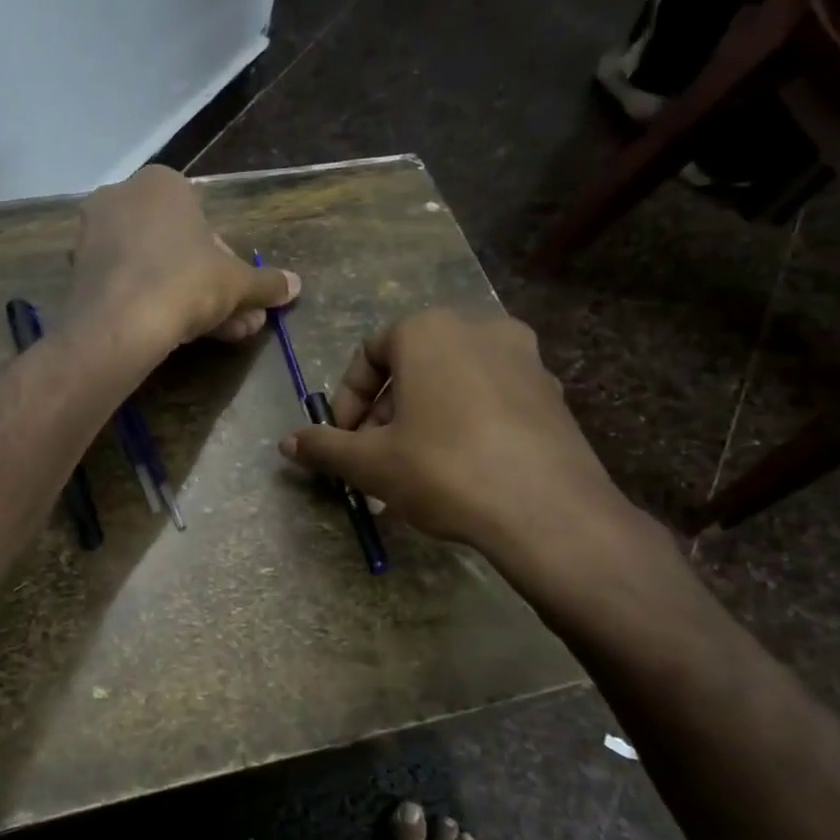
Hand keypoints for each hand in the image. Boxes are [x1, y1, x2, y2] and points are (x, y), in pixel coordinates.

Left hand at [69, 167, 299, 352]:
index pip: (205, 223)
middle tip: (237, 320)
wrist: (119, 323)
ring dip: (188, 301)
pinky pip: (127, 284)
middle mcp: (122, 198)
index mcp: (161, 183)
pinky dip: (151, 305)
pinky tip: (175, 336)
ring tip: (220, 335)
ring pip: (155, 269)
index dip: (227, 264)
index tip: (237, 294)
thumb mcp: (237, 283)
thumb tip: (294, 285)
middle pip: (179, 249)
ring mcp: (94, 235)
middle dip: (212, 288)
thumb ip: (265, 282)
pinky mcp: (77, 272)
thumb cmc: (185, 282)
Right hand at [278, 309, 655, 592]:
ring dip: (422, 419)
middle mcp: (479, 328)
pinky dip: (464, 423)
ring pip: (452, 383)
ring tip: (412, 469)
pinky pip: (490, 398)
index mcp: (429, 330)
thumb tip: (287, 443)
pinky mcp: (552, 393)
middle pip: (412, 367)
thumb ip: (324, 447)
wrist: (548, 511)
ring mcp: (524, 358)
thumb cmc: (444, 469)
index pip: (369, 353)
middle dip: (384, 413)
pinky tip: (460, 470)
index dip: (346, 399)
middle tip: (374, 458)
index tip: (344, 439)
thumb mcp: (370, 462)